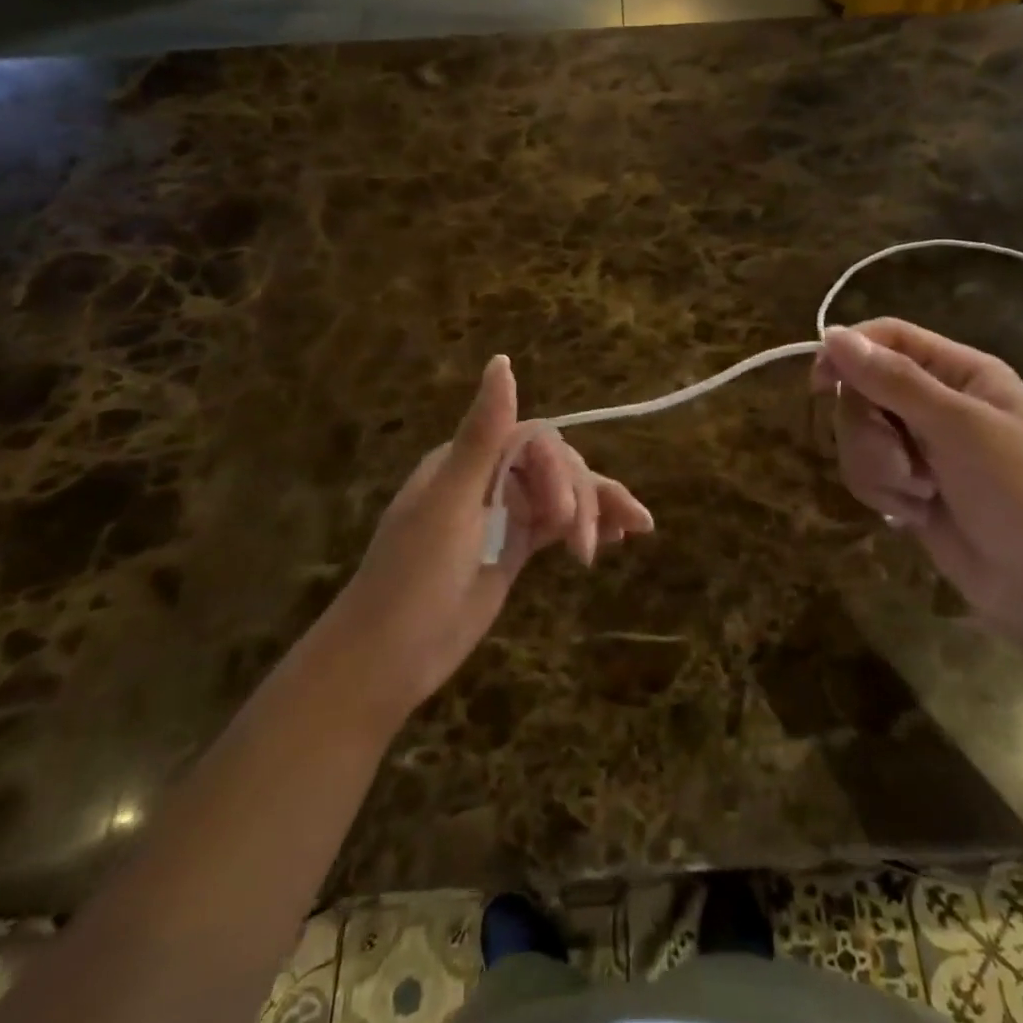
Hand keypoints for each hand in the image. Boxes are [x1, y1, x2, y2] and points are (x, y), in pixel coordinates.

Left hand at [324, 356, 653, 729]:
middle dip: (579, 498)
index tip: (564, 518)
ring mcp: (503, 513)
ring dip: (598, 508)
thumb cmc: (413, 578)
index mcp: (467, 459)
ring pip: (563, 494)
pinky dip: (589, 527)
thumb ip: (483, 435)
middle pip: (555, 466)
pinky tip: (616, 538)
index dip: (558, 472)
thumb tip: (502, 362)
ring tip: (635, 530)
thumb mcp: (450, 504)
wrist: (388, 660)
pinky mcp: (515, 546)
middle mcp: (488, 477)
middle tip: (584, 546)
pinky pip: (559, 525)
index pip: (533, 442)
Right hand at [814, 319, 1022, 633]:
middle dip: (870, 431)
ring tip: (919, 493)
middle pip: (862, 389)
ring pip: (858, 434)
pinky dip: (883, 492)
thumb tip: (831, 335)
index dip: (849, 352)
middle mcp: (936, 400)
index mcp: (960, 372)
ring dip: (878, 467)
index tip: (820, 383)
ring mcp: (920, 444)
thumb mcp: (959, 428)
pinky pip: (865, 470)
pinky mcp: (907, 483)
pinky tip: (916, 512)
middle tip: (903, 462)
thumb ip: (894, 381)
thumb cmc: (1019, 494)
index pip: (888, 338)